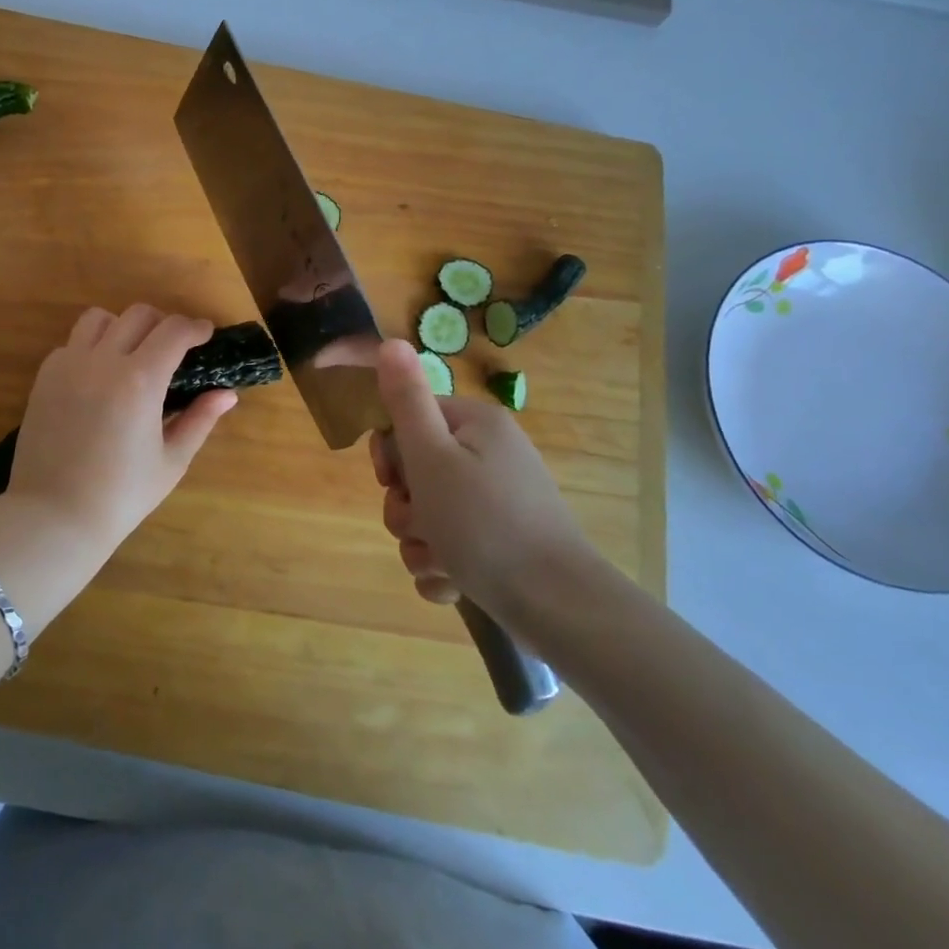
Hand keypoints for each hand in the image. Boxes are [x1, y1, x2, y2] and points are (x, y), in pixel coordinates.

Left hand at [6, 305, 236, 548]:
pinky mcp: (45, 376)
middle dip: (163, 323)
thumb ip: (200, 420)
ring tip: (132, 352)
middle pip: (138, 314)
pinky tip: (99, 376)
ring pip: (99, 318)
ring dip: (123, 326)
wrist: (54, 516)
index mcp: (140, 380)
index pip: (174, 331)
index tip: (205, 335)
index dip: (195, 327)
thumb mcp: (171, 461)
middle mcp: (103, 361)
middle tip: (173, 348)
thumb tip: (227, 394)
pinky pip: (72, 343)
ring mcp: (69, 365)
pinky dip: (92, 347)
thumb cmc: (121, 495)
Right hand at [369, 338, 595, 623]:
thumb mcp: (432, 456)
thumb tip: (390, 341)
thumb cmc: (484, 523)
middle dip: (406, 508)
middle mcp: (489, 455)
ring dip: (421, 543)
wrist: (558, 607)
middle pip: (416, 472)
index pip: (409, 421)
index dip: (391, 454)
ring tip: (442, 563)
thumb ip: (406, 400)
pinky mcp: (503, 544)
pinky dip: (444, 566)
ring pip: (429, 515)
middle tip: (421, 525)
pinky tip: (453, 584)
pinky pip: (453, 546)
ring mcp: (499, 502)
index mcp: (475, 425)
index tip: (392, 481)